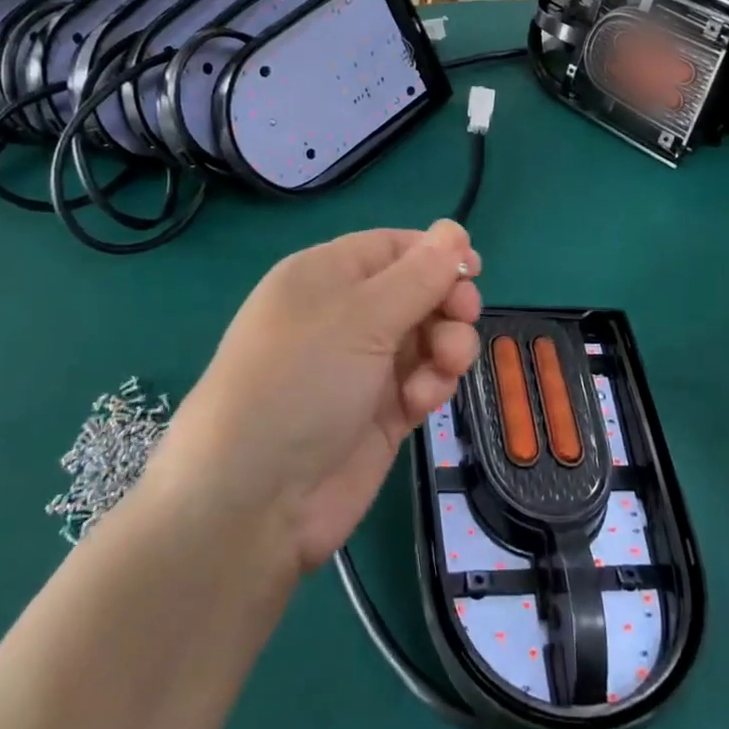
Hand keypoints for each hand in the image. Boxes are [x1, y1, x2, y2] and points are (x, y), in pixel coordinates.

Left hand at [151, 221, 482, 572]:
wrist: (254, 500)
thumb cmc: (301, 381)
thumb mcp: (361, 316)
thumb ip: (418, 274)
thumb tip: (454, 229)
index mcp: (327, 275)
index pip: (393, 248)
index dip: (436, 254)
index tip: (474, 270)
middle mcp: (345, 315)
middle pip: (417, 290)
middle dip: (447, 302)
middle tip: (464, 317)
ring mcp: (363, 366)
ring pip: (427, 337)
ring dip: (446, 345)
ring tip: (444, 366)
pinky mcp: (380, 412)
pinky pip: (422, 381)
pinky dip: (430, 385)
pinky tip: (421, 401)